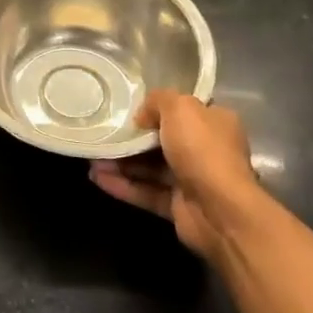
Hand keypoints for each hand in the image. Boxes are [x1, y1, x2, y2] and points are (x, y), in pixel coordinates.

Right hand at [90, 91, 265, 260]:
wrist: (220, 210)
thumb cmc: (203, 150)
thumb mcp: (180, 108)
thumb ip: (157, 101)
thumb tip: (142, 116)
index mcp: (215, 123)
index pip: (185, 111)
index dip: (158, 108)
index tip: (130, 109)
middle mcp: (206, 150)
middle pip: (163, 140)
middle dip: (132, 139)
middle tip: (104, 134)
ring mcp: (192, 180)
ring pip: (150, 168)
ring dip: (122, 163)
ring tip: (93, 158)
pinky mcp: (178, 206)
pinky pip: (146, 191)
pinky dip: (123, 185)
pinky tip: (97, 178)